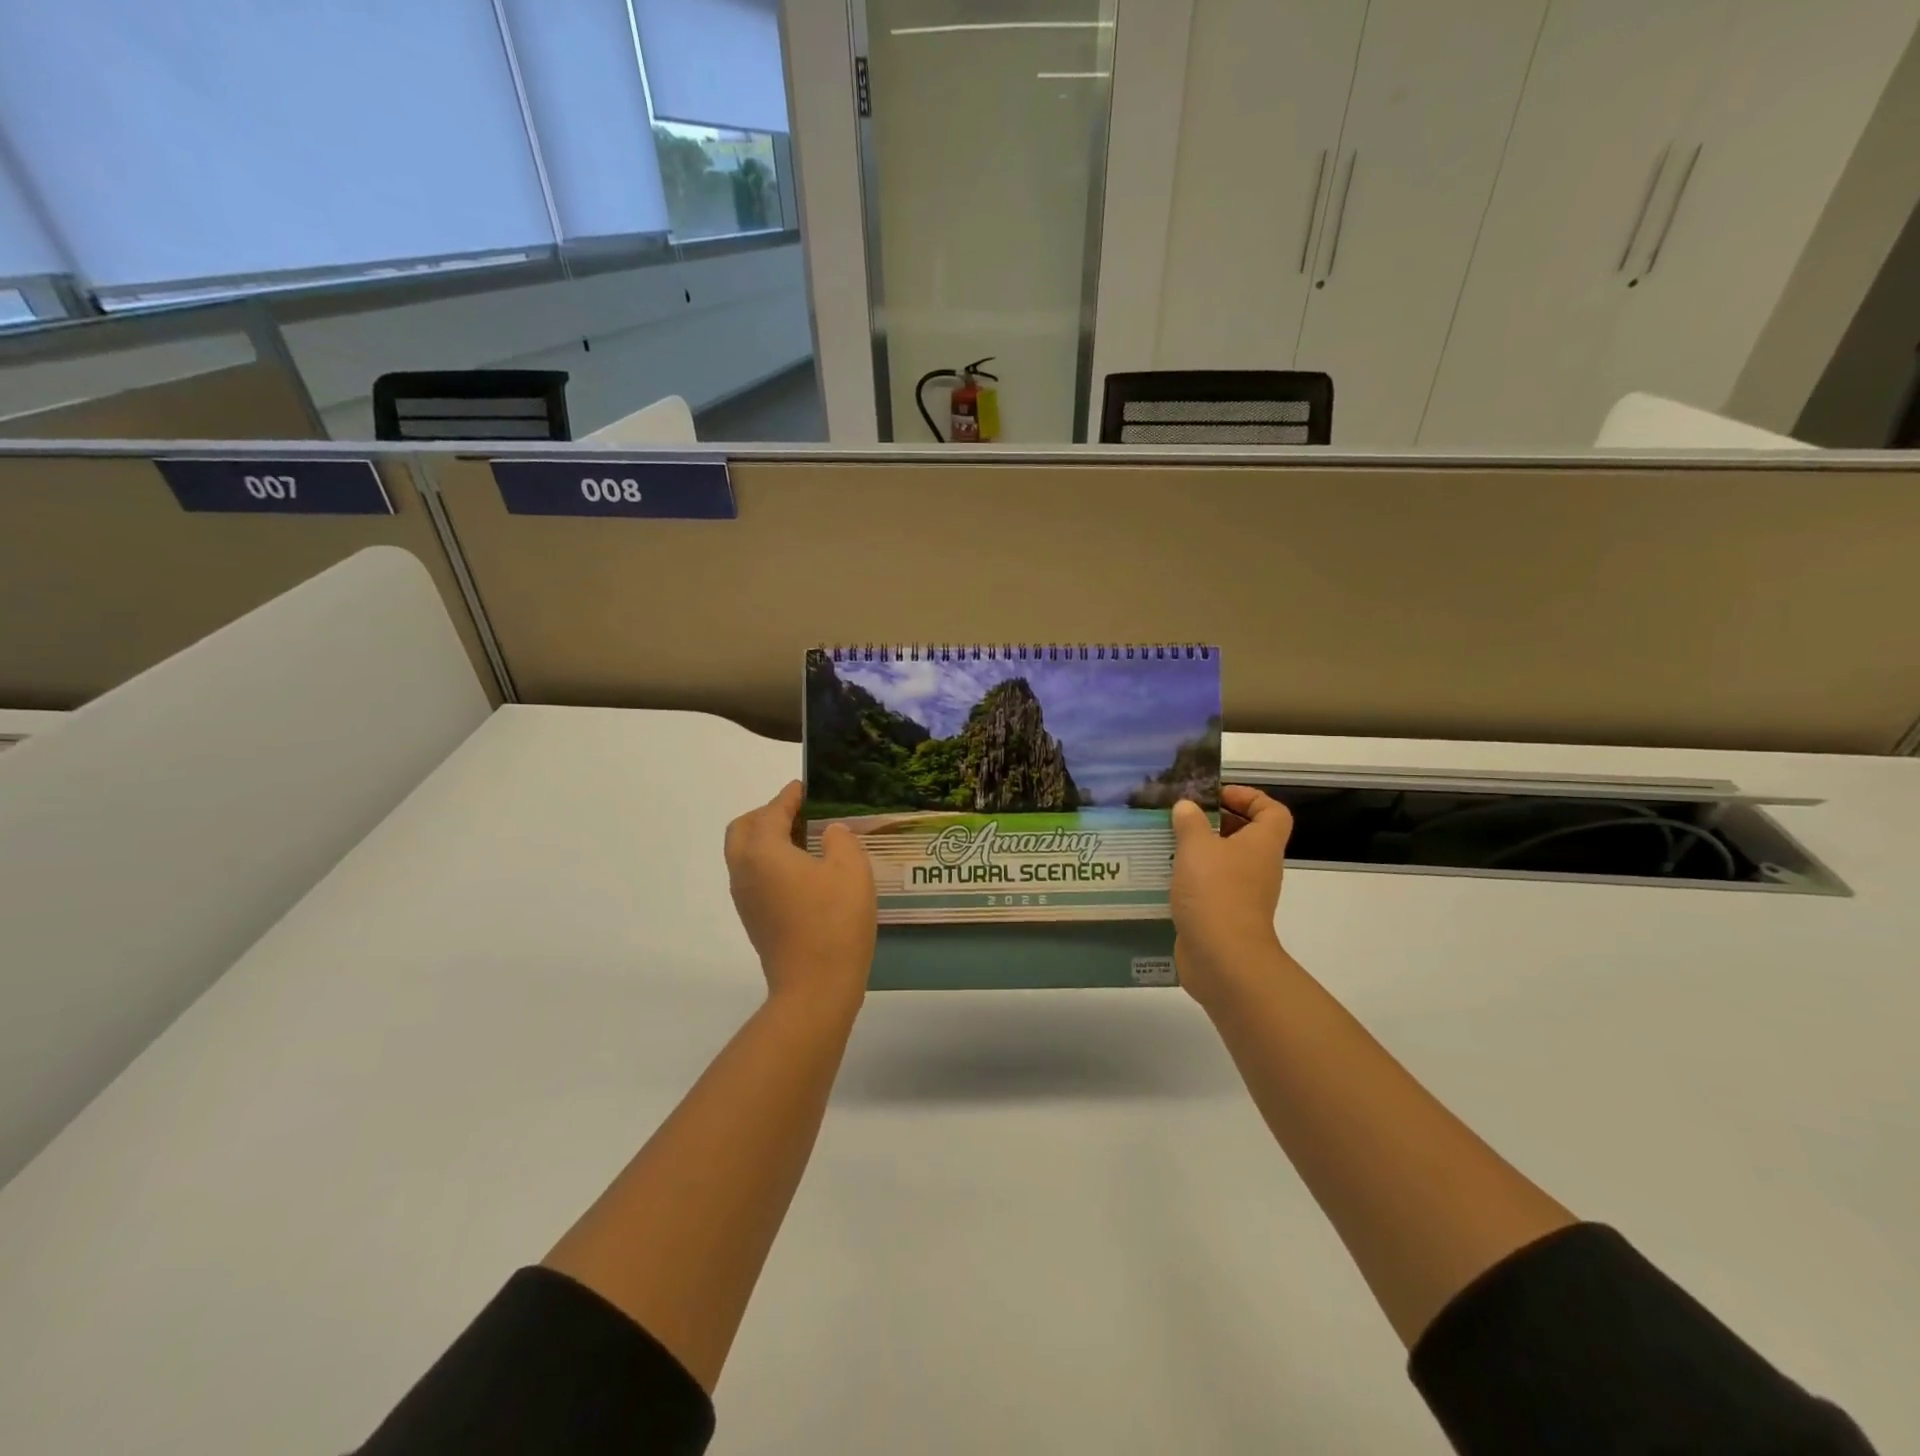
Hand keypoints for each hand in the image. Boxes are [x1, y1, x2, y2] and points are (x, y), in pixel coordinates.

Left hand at [724, 781, 876, 1008]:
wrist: (815, 988)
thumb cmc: (834, 921)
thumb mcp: (850, 869)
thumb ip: (839, 839)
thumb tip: (829, 833)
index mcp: (762, 851)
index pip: (771, 811)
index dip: (789, 796)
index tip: (805, 787)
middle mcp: (744, 871)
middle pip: (743, 830)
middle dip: (767, 815)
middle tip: (799, 813)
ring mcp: (745, 899)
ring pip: (745, 855)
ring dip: (767, 839)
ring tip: (805, 839)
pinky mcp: (754, 920)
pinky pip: (754, 877)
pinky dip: (770, 862)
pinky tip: (803, 871)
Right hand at [1169, 785, 1294, 1008]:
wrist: (1223, 958)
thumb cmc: (1216, 892)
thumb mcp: (1197, 847)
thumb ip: (1190, 822)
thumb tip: (1187, 807)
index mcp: (1261, 844)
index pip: (1272, 811)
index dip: (1249, 797)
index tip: (1216, 795)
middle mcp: (1258, 867)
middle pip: (1246, 835)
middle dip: (1215, 822)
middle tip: (1182, 817)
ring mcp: (1243, 894)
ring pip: (1224, 862)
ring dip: (1198, 851)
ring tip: (1166, 842)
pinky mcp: (1224, 916)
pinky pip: (1210, 887)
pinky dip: (1191, 879)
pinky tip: (1163, 876)